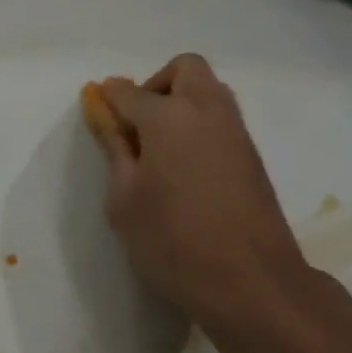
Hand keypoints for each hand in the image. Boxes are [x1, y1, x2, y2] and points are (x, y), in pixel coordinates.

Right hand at [83, 55, 331, 336]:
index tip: (98, 112)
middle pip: (184, 69)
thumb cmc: (173, 242)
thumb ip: (115, 150)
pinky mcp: (253, 155)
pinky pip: (222, 119)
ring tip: (160, 150)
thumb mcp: (124, 201)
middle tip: (139, 126)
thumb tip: (105, 114)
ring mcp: (236, 131)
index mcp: (169, 117)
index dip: (109, 98)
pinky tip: (186, 169)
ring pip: (208, 90)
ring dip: (182, 102)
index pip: (130, 92)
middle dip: (156, 85)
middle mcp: (207, 111)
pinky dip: (200, 125)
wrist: (251, 283)